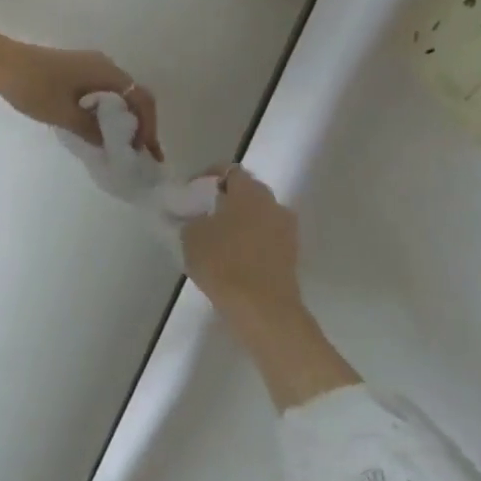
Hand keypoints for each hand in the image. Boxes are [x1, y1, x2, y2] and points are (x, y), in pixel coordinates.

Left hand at [0, 39, 162, 158]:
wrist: (0, 61)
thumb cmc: (32, 87)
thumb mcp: (64, 115)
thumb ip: (93, 130)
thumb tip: (113, 144)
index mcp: (107, 73)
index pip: (141, 100)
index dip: (148, 128)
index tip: (147, 153)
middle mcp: (104, 65)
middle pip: (133, 96)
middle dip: (140, 125)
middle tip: (140, 154)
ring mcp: (89, 65)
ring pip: (117, 94)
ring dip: (123, 119)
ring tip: (122, 147)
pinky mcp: (75, 69)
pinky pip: (101, 91)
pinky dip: (107, 111)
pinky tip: (100, 129)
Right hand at [182, 167, 301, 322]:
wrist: (262, 309)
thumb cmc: (222, 262)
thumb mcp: (190, 235)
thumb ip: (192, 219)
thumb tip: (196, 217)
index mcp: (249, 192)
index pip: (228, 171)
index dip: (207, 178)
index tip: (190, 193)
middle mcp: (273, 204)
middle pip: (247, 193)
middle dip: (225, 200)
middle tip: (202, 215)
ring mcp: (287, 231)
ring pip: (258, 217)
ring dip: (240, 222)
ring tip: (216, 238)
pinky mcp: (291, 256)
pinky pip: (265, 239)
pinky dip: (250, 242)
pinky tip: (231, 257)